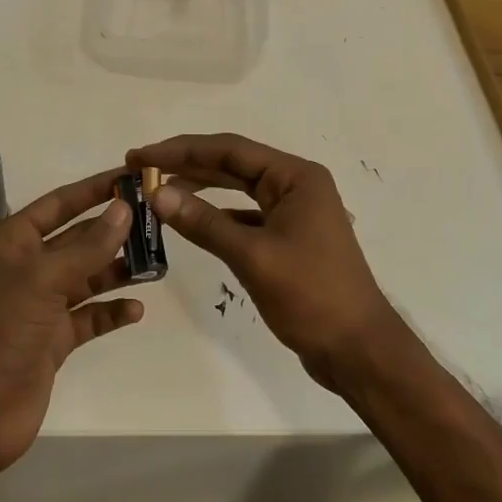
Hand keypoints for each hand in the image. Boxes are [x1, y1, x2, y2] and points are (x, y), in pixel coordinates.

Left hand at [0, 170, 143, 476]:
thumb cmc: (2, 328)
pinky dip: (111, 311)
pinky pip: (89, 317)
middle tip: (156, 222)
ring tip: (156, 265)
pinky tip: (136, 310)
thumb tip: (123, 209)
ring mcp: (40, 305)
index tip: (132, 176)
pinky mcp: (52, 340)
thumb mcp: (45, 279)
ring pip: (87, 277)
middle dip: (113, 231)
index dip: (95, 189)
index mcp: (14, 241)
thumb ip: (88, 245)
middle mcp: (27, 267)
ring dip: (118, 270)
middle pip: (78, 239)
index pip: (60, 203)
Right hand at [127, 134, 398, 389]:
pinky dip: (217, 215)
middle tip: (141, 168)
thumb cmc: (311, 296)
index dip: (182, 150)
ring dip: (199, 188)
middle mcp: (296, 184)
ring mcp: (294, 211)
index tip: (141, 155)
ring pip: (238, 188)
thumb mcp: (253, 257)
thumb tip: (156, 194)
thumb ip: (204, 222)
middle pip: (233, 164)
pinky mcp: (289, 236)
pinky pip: (245, 214)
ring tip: (158, 190)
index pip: (230, 150)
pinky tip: (190, 220)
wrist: (359, 351)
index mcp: (295, 177)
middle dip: (187, 164)